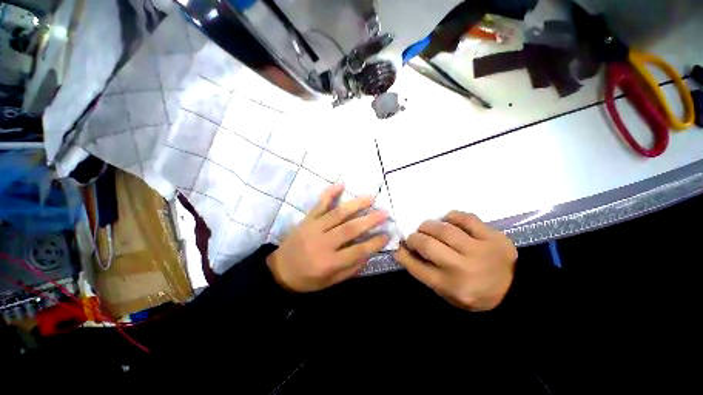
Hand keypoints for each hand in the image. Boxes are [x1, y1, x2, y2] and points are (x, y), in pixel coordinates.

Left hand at [267, 184, 388, 291]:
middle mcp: (322, 243)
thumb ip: (351, 268)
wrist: (279, 271)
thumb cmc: (307, 279)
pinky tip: (341, 184)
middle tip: (385, 212)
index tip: (387, 234)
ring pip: (337, 213)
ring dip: (356, 204)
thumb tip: (369, 253)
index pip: (358, 251)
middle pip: (350, 229)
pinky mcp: (307, 219)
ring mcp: (313, 228)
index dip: (374, 243)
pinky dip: (330, 193)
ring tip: (370, 198)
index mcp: (329, 262)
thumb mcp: (331, 282)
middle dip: (370, 220)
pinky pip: (319, 204)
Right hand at [394, 211, 516, 310]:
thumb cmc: (476, 294)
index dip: (403, 254)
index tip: (398, 246)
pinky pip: (465, 218)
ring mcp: (480, 250)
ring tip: (427, 228)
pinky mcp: (493, 236)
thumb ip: (425, 272)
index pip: (416, 267)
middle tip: (414, 237)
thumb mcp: (447, 293)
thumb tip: (405, 250)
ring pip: (444, 229)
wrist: (517, 291)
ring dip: (429, 226)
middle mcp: (464, 268)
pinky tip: (448, 222)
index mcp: (452, 286)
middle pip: (427, 244)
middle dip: (414, 238)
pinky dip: (451, 217)